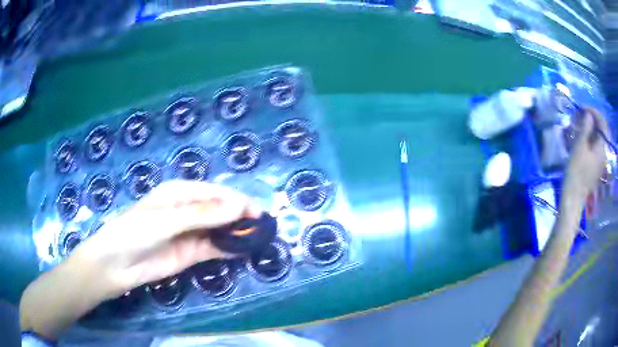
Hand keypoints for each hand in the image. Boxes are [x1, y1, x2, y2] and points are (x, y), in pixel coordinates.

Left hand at [75, 180, 261, 298]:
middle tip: (264, 227)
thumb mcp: (167, 219)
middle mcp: (186, 210)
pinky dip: (228, 248)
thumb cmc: (135, 232)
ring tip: (260, 238)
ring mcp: (189, 232)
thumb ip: (203, 215)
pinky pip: (213, 247)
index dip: (237, 200)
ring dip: (237, 232)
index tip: (258, 212)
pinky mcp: (190, 253)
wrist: (117, 265)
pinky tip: (243, 250)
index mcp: (179, 193)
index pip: (214, 192)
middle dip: (241, 216)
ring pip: (219, 229)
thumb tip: (239, 206)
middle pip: (219, 210)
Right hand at [563, 109, 609, 201]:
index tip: (583, 108)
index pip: (602, 123)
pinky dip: (591, 137)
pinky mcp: (597, 165)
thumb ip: (586, 127)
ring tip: (581, 124)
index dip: (593, 112)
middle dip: (593, 119)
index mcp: (602, 147)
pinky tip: (584, 136)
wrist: (573, 195)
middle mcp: (604, 152)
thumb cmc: (576, 170)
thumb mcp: (580, 146)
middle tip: (582, 115)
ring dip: (591, 127)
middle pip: (601, 129)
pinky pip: (597, 145)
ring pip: (599, 137)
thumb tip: (589, 114)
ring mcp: (601, 160)